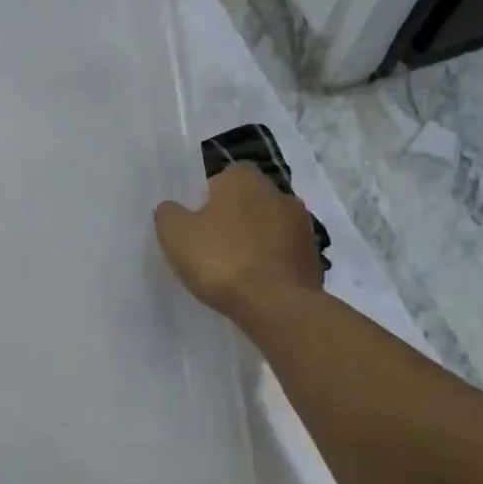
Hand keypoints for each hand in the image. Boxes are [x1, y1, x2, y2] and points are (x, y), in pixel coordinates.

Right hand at [154, 165, 323, 323]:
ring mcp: (301, 224)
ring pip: (267, 226)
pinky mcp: (313, 255)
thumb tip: (172, 208)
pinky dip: (270, 262)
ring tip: (233, 268)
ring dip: (253, 240)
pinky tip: (254, 283)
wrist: (276, 305)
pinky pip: (282, 252)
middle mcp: (278, 192)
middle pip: (246, 201)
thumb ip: (169, 214)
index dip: (204, 200)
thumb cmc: (221, 260)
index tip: (194, 225)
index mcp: (243, 179)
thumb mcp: (175, 235)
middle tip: (209, 245)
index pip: (219, 179)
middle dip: (231, 218)